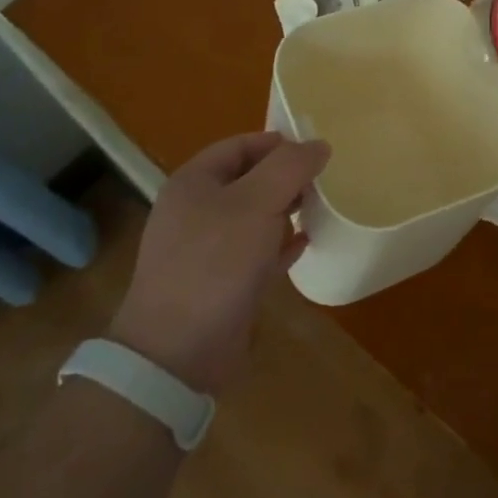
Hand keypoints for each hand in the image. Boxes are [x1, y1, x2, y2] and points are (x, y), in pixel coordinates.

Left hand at [109, 132, 329, 395]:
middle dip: (285, 178)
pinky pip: (255, 251)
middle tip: (320, 183)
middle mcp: (195, 210)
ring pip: (253, 216)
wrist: (177, 354)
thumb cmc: (216, 262)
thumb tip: (319, 145)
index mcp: (193, 182)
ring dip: (284, 211)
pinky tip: (304, 245)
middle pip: (248, 179)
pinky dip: (279, 244)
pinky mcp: (218, 283)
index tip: (314, 152)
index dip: (277, 143)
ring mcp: (204, 249)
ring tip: (316, 210)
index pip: (240, 145)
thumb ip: (290, 167)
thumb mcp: (257, 202)